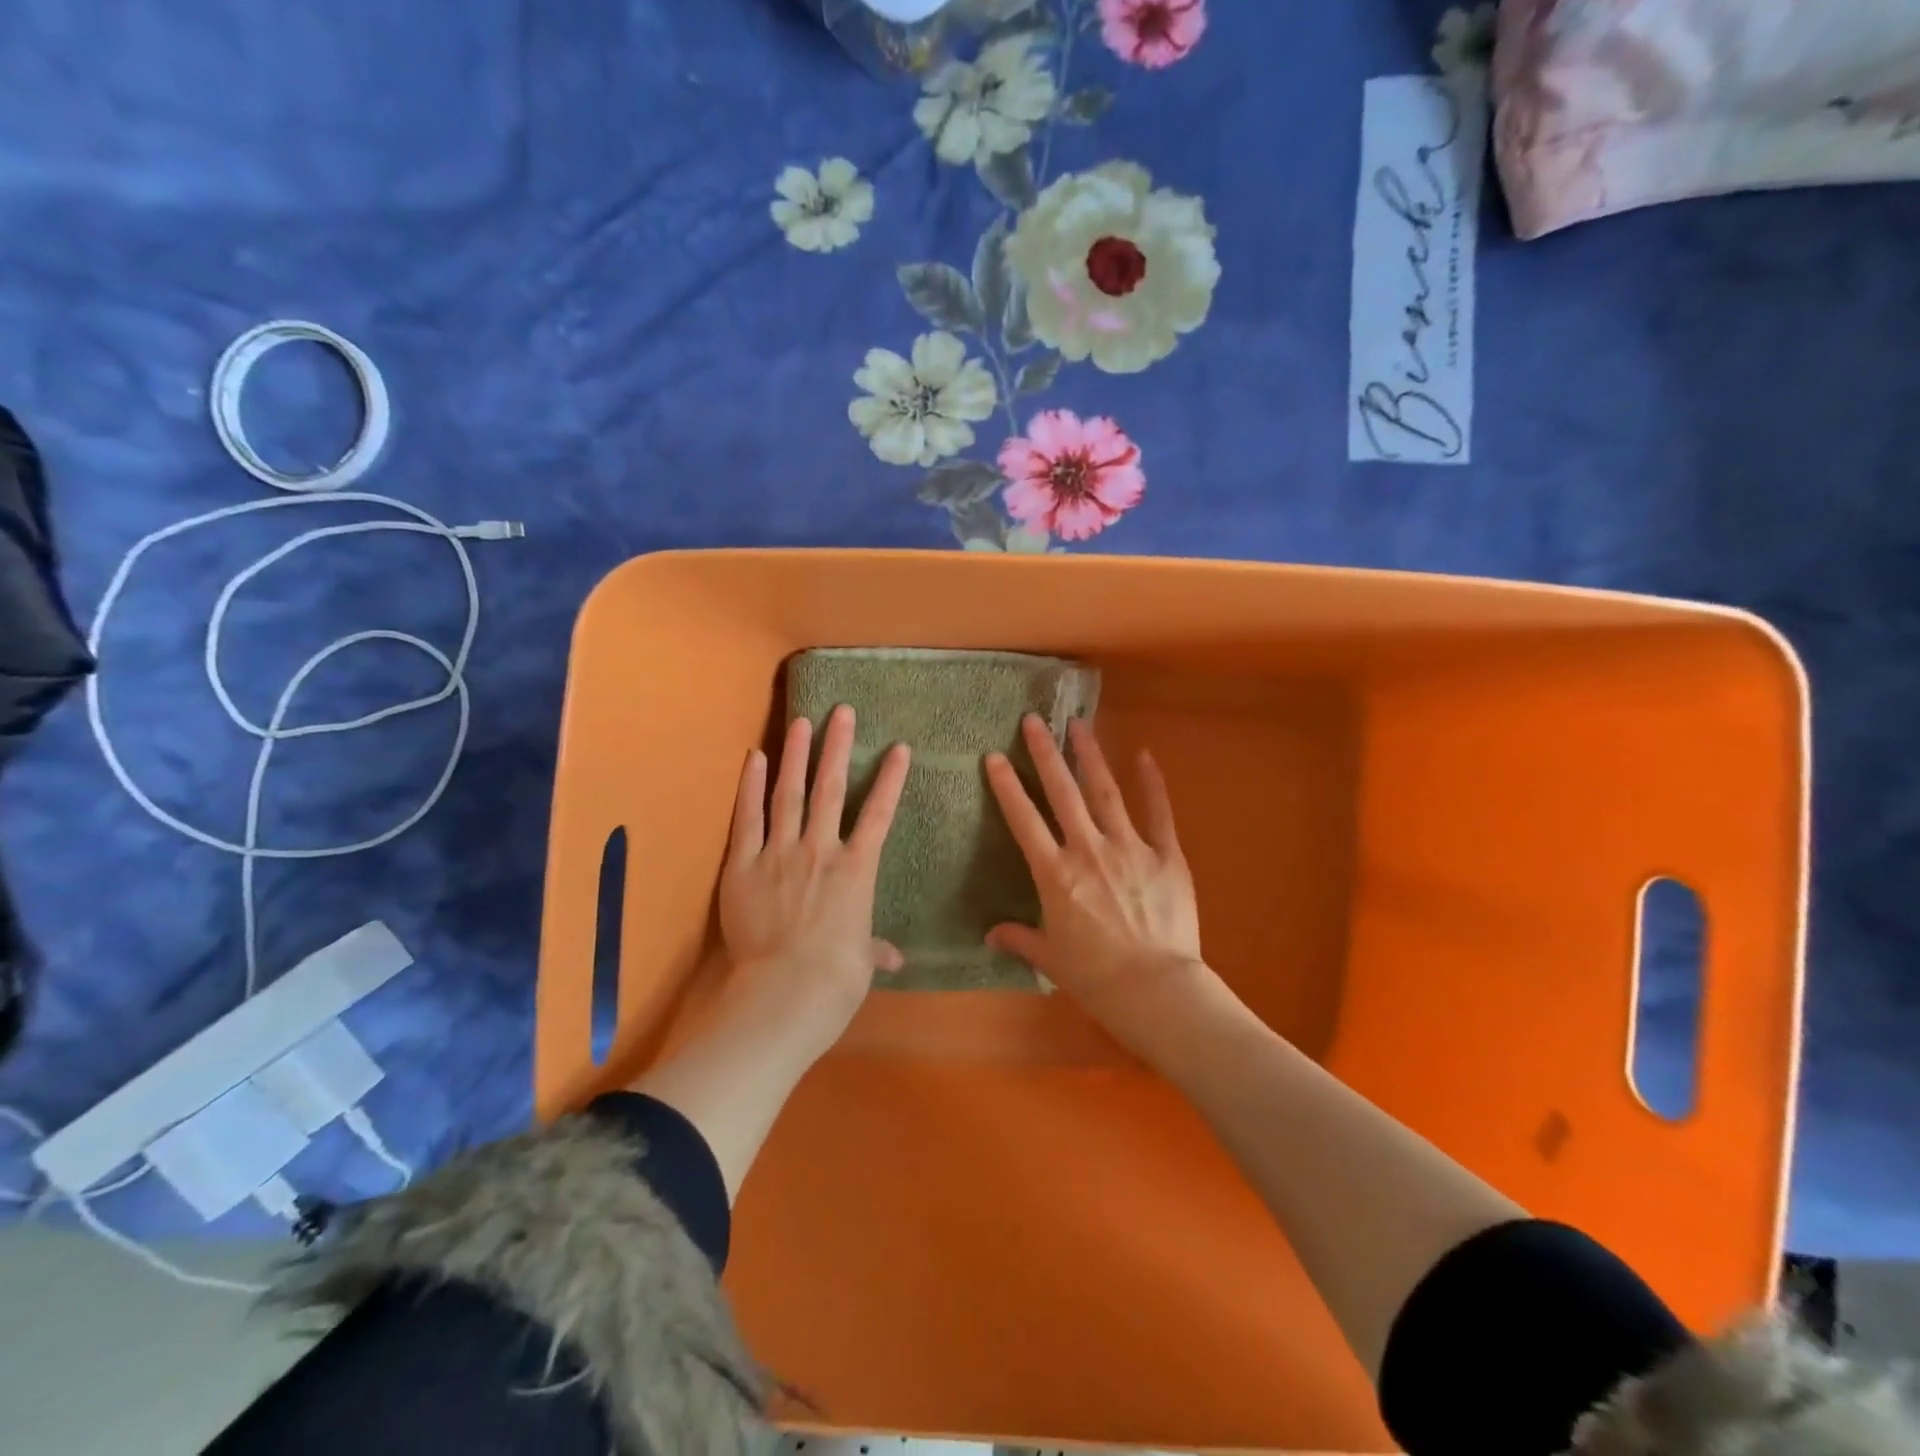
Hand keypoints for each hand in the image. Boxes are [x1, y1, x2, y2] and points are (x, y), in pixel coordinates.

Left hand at [719, 704, 909, 1061]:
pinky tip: (753, 757)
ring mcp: (780, 853)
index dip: (891, 779)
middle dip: (838, 747)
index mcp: (857, 870)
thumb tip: (894, 959)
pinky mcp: (743, 865)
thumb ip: (874, 949)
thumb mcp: (862, 962)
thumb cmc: (836, 979)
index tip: (900, 747)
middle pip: (832, 788)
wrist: (786, 992)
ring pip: (790, 793)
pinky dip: (750, 786)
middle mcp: (821, 849)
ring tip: (801, 721)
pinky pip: (747, 818)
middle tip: (842, 712)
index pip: (879, 814)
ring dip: (796, 755)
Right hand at [985, 715, 1208, 1052]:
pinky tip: (1144, 755)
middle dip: (1045, 754)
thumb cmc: (1096, 977)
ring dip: (1090, 756)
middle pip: (1062, 793)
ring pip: (1105, 792)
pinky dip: (1152, 783)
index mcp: (1056, 874)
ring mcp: (1130, 848)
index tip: (993, 757)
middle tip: (1034, 720)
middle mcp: (1088, 850)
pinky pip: (1158, 813)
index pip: (1024, 821)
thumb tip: (990, 935)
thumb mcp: (1050, 958)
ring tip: (1079, 724)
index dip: (1007, 787)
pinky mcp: (1166, 855)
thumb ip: (1020, 938)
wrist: (1156, 989)